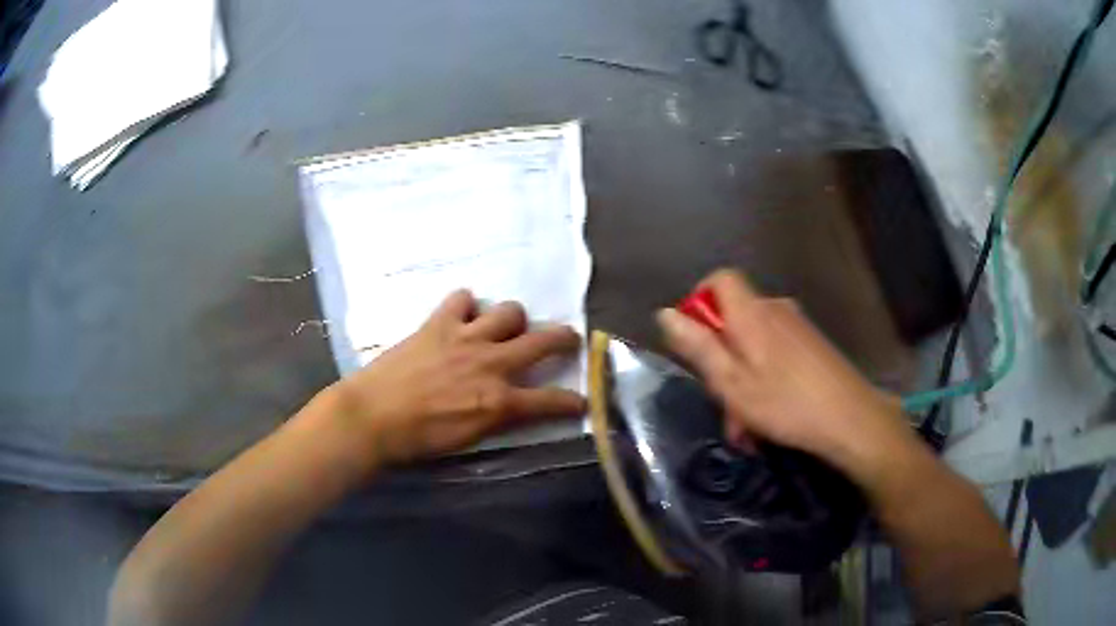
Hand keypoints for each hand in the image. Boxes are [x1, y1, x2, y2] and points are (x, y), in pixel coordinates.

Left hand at [332, 290, 585, 465]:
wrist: (372, 417)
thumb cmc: (418, 439)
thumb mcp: (468, 438)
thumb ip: (497, 417)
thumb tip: (513, 405)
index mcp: (499, 402)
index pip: (551, 402)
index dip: (573, 401)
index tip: (583, 400)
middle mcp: (491, 364)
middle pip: (543, 340)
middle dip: (565, 339)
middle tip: (569, 339)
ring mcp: (466, 338)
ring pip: (509, 311)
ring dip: (513, 319)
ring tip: (504, 327)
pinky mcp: (439, 323)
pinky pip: (462, 298)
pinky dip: (466, 305)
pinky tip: (461, 315)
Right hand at [657, 269, 909, 468]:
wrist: (851, 419)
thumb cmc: (786, 403)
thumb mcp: (731, 382)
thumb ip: (698, 346)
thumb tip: (665, 313)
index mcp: (751, 313)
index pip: (719, 279)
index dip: (700, 300)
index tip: (693, 339)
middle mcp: (775, 309)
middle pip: (735, 318)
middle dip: (721, 358)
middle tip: (722, 403)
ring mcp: (797, 327)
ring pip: (754, 343)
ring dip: (742, 379)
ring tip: (746, 425)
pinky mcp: (812, 345)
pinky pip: (776, 353)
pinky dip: (764, 379)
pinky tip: (769, 416)